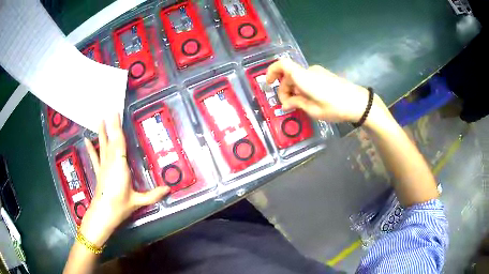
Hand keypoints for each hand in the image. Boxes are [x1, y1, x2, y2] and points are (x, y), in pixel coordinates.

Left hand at [80, 114, 169, 246]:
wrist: (104, 213)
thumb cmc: (120, 206)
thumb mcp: (138, 201)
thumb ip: (153, 194)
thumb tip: (169, 188)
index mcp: (120, 166)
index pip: (119, 143)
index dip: (117, 128)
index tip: (116, 113)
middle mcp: (110, 162)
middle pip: (111, 140)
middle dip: (111, 125)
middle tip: (110, 110)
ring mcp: (103, 166)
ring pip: (102, 145)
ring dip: (101, 132)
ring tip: (99, 119)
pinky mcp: (99, 171)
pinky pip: (94, 156)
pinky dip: (90, 148)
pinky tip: (86, 139)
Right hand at [266, 59, 386, 124]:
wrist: (360, 103)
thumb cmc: (336, 107)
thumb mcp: (314, 110)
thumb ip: (297, 103)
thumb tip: (285, 103)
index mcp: (304, 77)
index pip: (282, 64)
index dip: (271, 71)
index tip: (269, 84)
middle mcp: (309, 71)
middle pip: (289, 75)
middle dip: (284, 89)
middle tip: (288, 106)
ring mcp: (318, 72)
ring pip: (298, 77)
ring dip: (294, 89)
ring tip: (299, 105)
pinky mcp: (324, 75)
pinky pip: (307, 78)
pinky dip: (303, 87)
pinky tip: (309, 100)